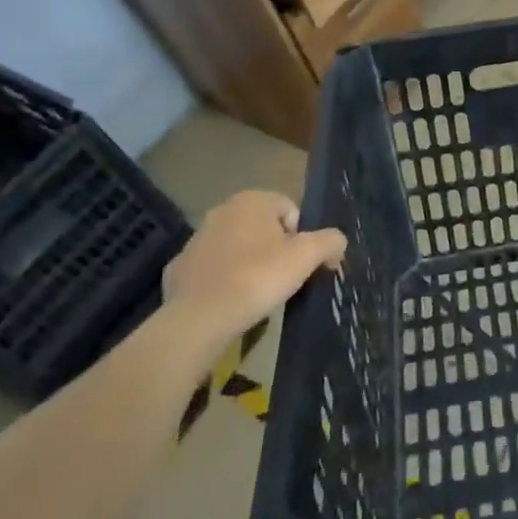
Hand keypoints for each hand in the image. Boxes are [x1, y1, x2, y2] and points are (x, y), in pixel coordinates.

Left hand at [162, 191, 345, 340]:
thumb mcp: (307, 256)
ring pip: (238, 248)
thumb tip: (337, 242)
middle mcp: (222, 210)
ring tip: (258, 294)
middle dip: (276, 250)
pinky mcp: (180, 267)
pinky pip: (215, 270)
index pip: (292, 211)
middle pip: (265, 228)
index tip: (301, 265)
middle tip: (283, 279)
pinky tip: (231, 302)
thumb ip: (330, 241)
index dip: (302, 239)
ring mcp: (196, 239)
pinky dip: (225, 281)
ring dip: (251, 264)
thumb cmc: (258, 278)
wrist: (200, 317)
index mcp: (252, 200)